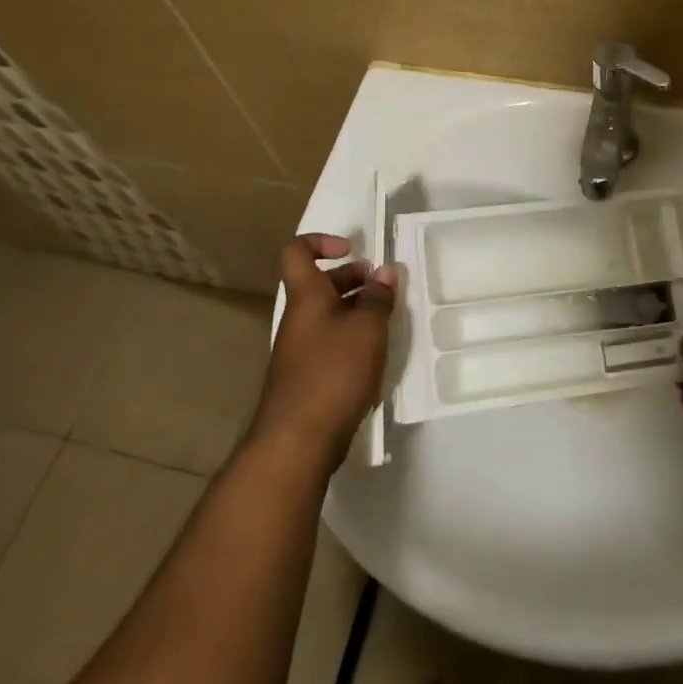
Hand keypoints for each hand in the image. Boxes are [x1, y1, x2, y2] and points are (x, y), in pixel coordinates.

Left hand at [251, 234, 395, 470]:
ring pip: (328, 316)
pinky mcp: (306, 379)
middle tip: (382, 288)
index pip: (298, 252)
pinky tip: (374, 357)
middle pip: (319, 284)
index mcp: (306, 296)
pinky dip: (351, 341)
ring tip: (386, 322)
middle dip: (352, 279)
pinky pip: (330, 344)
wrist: (296, 442)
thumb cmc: (332, 372)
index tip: (352, 249)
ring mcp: (299, 351)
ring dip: (355, 311)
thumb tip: (384, 272)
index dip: (322, 241)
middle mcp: (298, 319)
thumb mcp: (366, 328)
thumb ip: (378, 297)